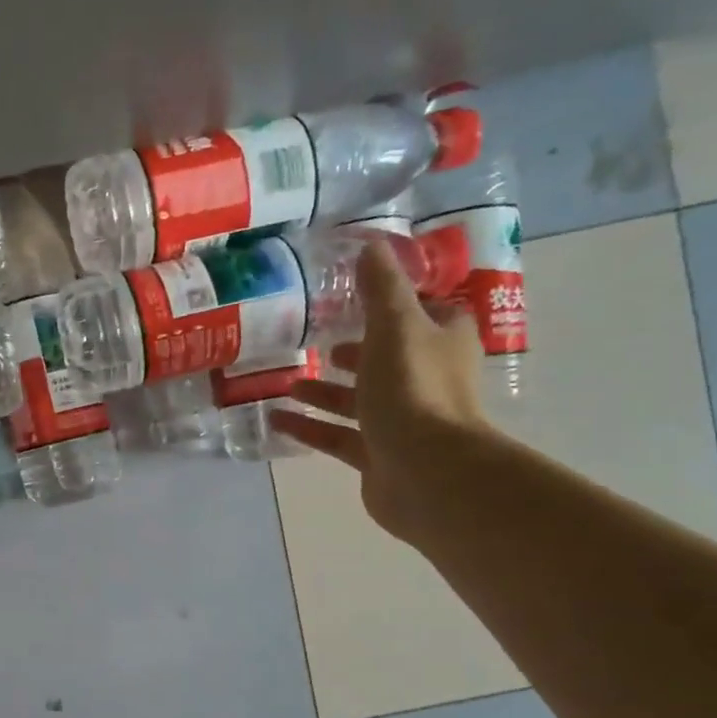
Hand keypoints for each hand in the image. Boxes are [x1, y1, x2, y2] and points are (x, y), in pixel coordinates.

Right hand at [269, 236, 492, 544]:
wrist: (427, 472)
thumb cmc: (414, 389)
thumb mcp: (395, 326)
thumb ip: (380, 289)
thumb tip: (370, 245)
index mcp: (441, 342)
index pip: (423, 313)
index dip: (393, 303)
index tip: (354, 297)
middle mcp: (426, 379)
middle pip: (385, 358)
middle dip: (352, 350)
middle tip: (314, 340)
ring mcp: (402, 421)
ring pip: (357, 400)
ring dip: (322, 390)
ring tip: (286, 381)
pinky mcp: (378, 455)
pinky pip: (337, 436)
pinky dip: (309, 427)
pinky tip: (275, 420)